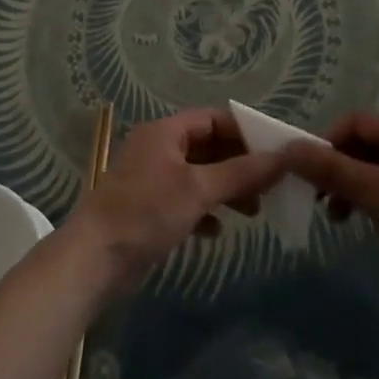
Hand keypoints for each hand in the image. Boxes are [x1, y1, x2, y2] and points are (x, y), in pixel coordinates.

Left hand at [66, 108, 283, 295]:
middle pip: (208, 147)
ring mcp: (151, 179)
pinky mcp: (148, 208)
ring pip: (199, 175)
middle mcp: (158, 148)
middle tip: (271, 186)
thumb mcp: (198, 189)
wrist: (95, 259)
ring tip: (254, 211)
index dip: (246, 132)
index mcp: (165, 132)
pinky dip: (205, 210)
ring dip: (226, 189)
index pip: (213, 119)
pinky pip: (185, 200)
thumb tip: (283, 157)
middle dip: (239, 165)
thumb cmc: (147, 212)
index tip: (276, 151)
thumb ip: (241, 173)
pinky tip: (217, 230)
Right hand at [282, 113, 378, 333]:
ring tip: (343, 218)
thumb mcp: (374, 195)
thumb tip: (289, 148)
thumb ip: (330, 169)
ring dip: (359, 186)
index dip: (327, 145)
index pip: (357, 123)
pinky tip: (376, 221)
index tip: (311, 178)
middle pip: (371, 144)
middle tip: (324, 203)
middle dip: (343, 170)